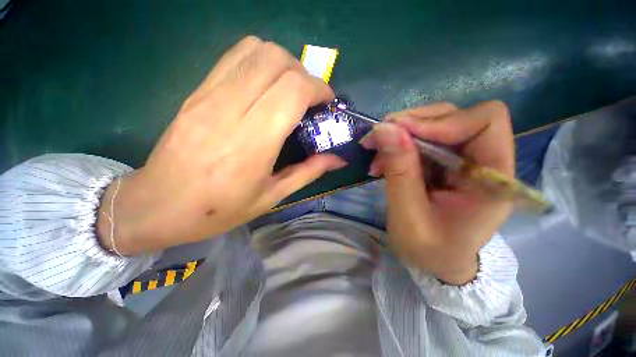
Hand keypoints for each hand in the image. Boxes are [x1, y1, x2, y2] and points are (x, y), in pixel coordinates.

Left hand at [97, 36, 345, 254]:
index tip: (326, 103)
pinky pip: (234, 57)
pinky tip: (264, 87)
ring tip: (289, 90)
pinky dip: (259, 62)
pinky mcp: (197, 90)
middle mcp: (231, 109)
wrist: (159, 205)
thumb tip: (337, 158)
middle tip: (309, 99)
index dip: (318, 89)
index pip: (293, 89)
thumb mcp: (273, 196)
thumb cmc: (220, 208)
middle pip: (277, 60)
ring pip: (256, 49)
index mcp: (254, 141)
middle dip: (304, 74)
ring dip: (283, 64)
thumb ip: (309, 172)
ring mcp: (209, 94)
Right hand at [360, 101, 514, 284]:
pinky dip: (399, 144)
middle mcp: (485, 161)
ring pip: (434, 124)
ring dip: (400, 134)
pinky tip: (383, 160)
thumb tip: (384, 129)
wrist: (437, 262)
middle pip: (455, 116)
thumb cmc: (429, 250)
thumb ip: (399, 171)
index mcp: (493, 180)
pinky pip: (422, 139)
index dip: (441, 121)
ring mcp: (464, 159)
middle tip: (377, 139)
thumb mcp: (408, 216)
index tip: (399, 133)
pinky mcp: (446, 162)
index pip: (485, 121)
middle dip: (411, 124)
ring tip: (376, 154)